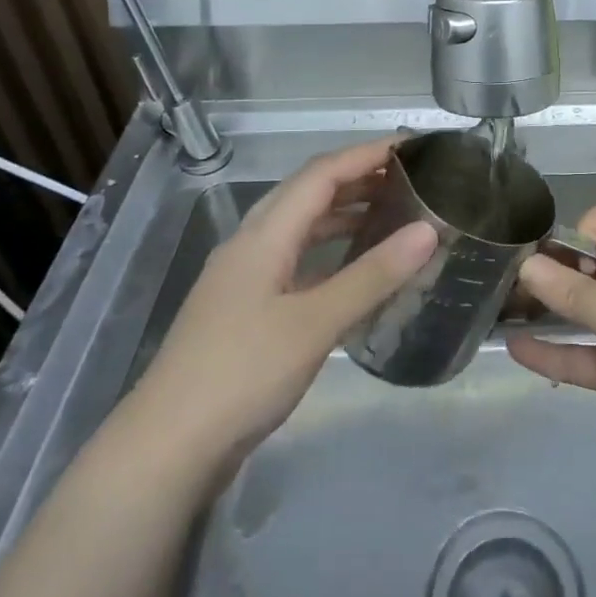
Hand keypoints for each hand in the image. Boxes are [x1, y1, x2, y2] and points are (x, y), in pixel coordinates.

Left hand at [131, 137, 433, 481]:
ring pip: (300, 227)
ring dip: (344, 213)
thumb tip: (428, 230)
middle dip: (358, 177)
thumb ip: (372, 275)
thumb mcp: (315, 324)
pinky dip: (330, 251)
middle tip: (410, 178)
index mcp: (263, 235)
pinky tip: (355, 269)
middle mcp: (251, 244)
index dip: (366, 154)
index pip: (320, 174)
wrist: (167, 449)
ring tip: (393, 214)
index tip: (413, 148)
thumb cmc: (242, 374)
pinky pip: (296, 260)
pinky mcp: (247, 310)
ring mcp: (245, 278)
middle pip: (308, 193)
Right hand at [506, 198, 595, 510]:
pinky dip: (554, 352)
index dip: (584, 229)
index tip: (558, 259)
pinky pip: (584, 354)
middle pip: (594, 264)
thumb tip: (526, 265)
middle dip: (555, 269)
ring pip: (585, 311)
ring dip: (549, 310)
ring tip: (502, 311)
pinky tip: (516, 350)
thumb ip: (576, 295)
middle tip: (510, 284)